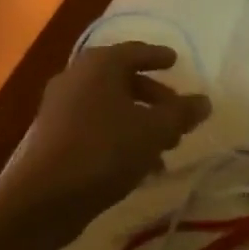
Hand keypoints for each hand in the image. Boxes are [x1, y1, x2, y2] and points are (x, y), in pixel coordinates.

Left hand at [0, 42, 210, 221]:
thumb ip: (181, 113)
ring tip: (166, 147)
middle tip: (177, 114)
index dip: (158, 56)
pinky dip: (120, 137)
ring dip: (140, 122)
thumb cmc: (105, 150)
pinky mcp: (54, 137)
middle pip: (122, 80)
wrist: (44, 199)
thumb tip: (204, 101)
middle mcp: (76, 78)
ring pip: (110, 107)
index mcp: (99, 65)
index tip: (175, 61)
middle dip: (154, 97)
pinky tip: (141, 166)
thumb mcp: (154, 131)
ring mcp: (60, 108)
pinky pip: (96, 128)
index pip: (135, 51)